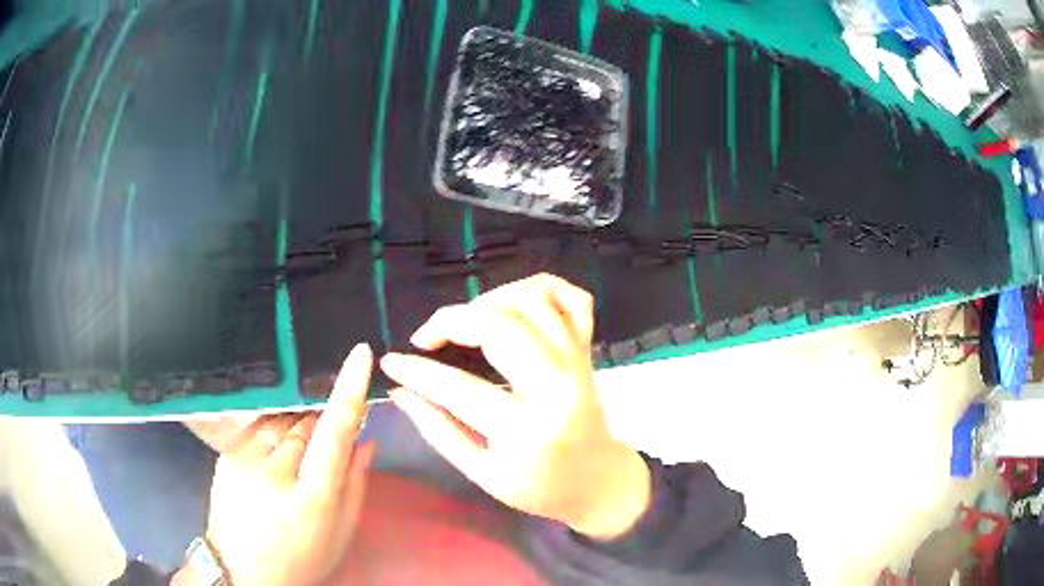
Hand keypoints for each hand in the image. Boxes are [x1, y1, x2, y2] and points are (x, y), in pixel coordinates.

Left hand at [178, 344, 376, 585]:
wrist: (241, 570)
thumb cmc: (300, 559)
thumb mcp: (339, 535)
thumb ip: (355, 487)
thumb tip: (366, 442)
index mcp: (312, 498)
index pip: (334, 433)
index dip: (348, 391)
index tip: (361, 354)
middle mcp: (276, 472)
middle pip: (308, 423)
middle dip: (321, 427)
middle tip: (321, 455)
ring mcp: (246, 460)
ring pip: (283, 421)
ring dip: (297, 429)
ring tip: (294, 464)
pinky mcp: (228, 455)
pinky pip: (259, 427)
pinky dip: (274, 433)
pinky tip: (274, 458)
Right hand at [381, 274, 649, 539]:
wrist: (600, 483)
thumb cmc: (540, 488)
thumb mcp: (483, 474)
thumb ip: (439, 431)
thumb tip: (398, 393)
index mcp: (527, 430)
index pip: (459, 388)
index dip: (416, 371)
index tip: (390, 361)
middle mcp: (557, 386)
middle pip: (500, 326)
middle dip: (452, 321)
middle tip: (428, 338)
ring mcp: (577, 362)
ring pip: (533, 300)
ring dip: (489, 299)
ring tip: (467, 322)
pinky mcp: (587, 350)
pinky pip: (572, 298)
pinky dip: (542, 288)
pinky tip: (515, 303)